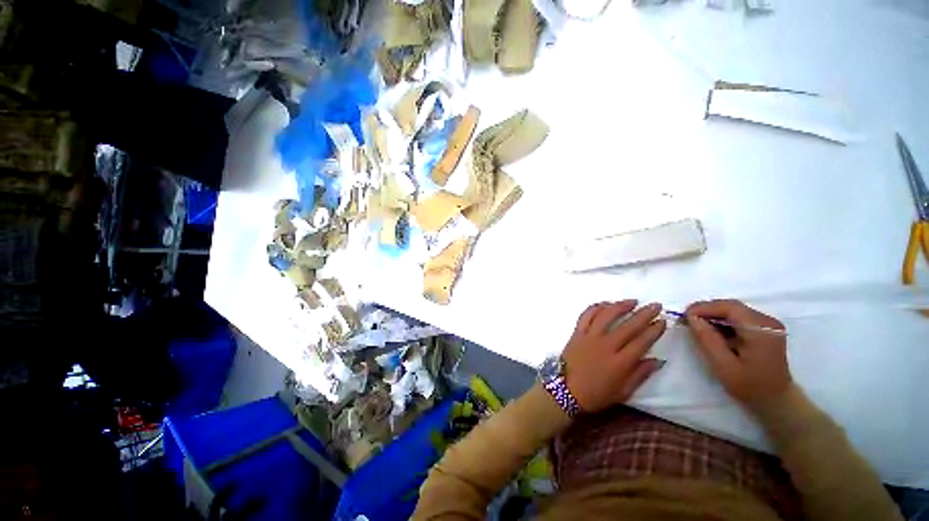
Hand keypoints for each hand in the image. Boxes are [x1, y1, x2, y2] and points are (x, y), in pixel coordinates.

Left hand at [562, 300, 666, 412]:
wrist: (566, 389)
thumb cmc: (596, 394)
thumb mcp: (623, 391)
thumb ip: (640, 374)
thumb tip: (658, 360)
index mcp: (620, 362)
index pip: (641, 342)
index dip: (654, 330)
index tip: (663, 321)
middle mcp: (606, 345)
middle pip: (628, 326)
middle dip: (644, 314)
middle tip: (656, 305)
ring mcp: (589, 336)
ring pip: (606, 315)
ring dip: (620, 306)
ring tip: (632, 301)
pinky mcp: (577, 332)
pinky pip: (586, 315)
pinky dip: (596, 307)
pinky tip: (605, 304)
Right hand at [686, 300, 791, 410]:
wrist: (776, 400)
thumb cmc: (750, 386)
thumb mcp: (723, 365)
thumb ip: (707, 339)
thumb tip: (691, 317)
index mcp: (761, 330)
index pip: (729, 307)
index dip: (703, 308)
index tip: (683, 316)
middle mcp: (767, 321)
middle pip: (731, 306)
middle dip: (707, 310)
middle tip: (687, 320)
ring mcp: (768, 323)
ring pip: (734, 310)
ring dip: (713, 315)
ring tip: (696, 325)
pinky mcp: (765, 328)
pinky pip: (739, 317)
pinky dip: (722, 321)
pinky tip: (713, 331)